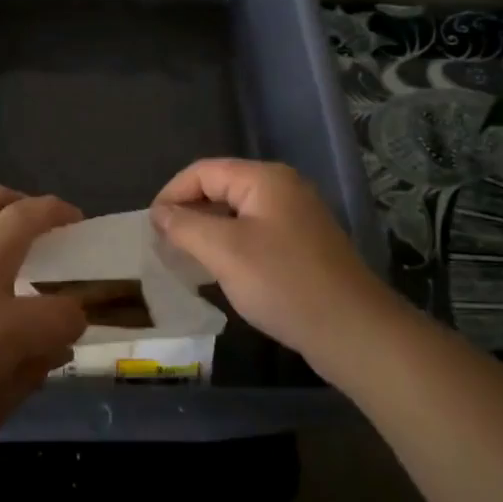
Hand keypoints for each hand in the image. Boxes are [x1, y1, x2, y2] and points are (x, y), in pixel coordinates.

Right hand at [151, 159, 396, 381]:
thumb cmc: (283, 283)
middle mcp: (282, 188)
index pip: (203, 171)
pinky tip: (219, 271)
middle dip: (188, 213)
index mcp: (264, 178)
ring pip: (237, 213)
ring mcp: (296, 216)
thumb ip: (186, 226)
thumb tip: (160, 213)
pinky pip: (255, 233)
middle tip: (163, 245)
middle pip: (221, 188)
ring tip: (184, 259)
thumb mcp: (225, 252)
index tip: (150, 228)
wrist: (352, 330)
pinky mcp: (302, 244)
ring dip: (207, 231)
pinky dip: (230, 246)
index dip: (172, 194)